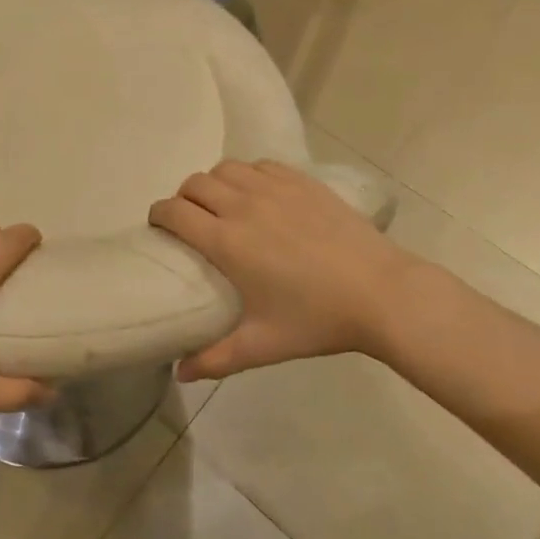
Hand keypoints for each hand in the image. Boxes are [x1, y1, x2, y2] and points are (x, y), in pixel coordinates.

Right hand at [149, 160, 431, 380]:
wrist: (381, 292)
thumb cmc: (318, 320)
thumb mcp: (263, 344)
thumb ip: (216, 359)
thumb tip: (181, 373)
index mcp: (226, 240)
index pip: (173, 211)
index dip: (158, 215)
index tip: (160, 228)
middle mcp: (243, 205)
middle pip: (194, 183)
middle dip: (184, 199)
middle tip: (192, 222)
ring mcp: (275, 188)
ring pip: (226, 169)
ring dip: (215, 183)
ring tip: (224, 205)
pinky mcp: (302, 181)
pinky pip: (260, 165)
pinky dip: (249, 175)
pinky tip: (260, 195)